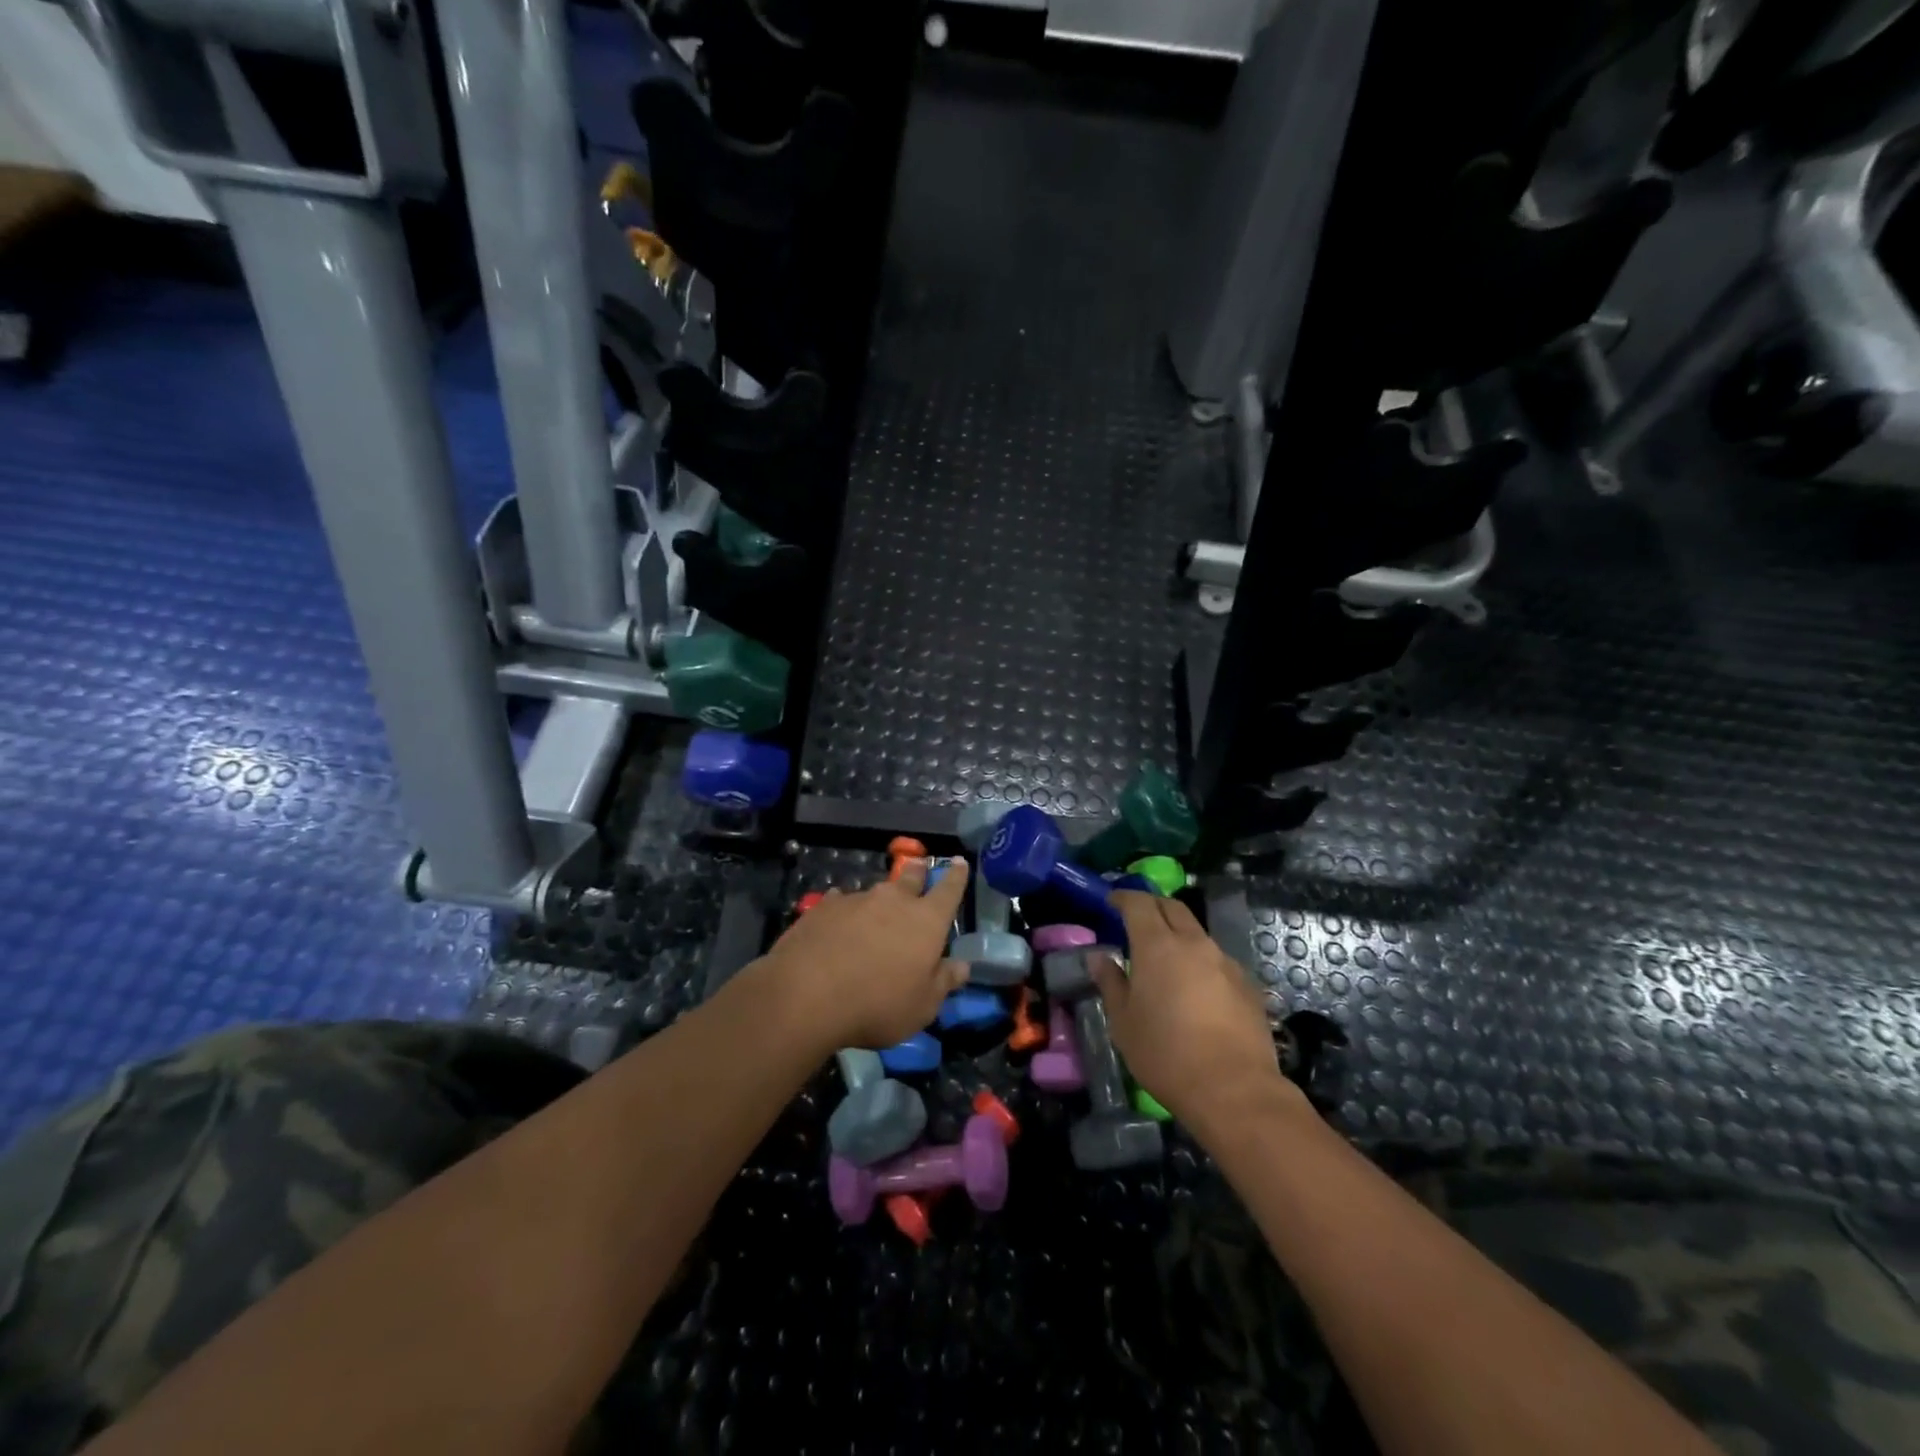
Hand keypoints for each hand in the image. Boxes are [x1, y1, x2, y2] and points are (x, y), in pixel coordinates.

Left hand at [759, 858, 970, 1049]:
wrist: (806, 995)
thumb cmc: (877, 1004)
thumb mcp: (921, 1006)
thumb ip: (943, 982)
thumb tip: (961, 966)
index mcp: (926, 921)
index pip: (949, 891)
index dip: (956, 876)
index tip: (960, 862)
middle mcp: (893, 900)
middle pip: (910, 878)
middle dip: (918, 872)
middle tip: (920, 867)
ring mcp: (856, 900)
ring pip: (874, 892)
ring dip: (879, 900)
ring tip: (874, 913)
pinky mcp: (823, 908)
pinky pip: (840, 902)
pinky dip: (844, 910)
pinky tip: (838, 921)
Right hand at [1092, 892, 1300, 1133]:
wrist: (1234, 1090)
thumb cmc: (1166, 1054)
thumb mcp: (1123, 1022)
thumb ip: (1111, 983)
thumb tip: (1099, 957)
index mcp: (1157, 946)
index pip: (1139, 903)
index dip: (1124, 897)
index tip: (1112, 901)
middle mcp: (1194, 943)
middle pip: (1173, 908)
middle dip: (1153, 906)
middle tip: (1136, 919)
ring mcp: (1225, 962)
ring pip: (1197, 933)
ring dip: (1179, 935)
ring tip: (1165, 958)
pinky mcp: (1247, 985)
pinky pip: (1217, 960)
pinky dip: (1200, 961)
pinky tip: (1195, 988)